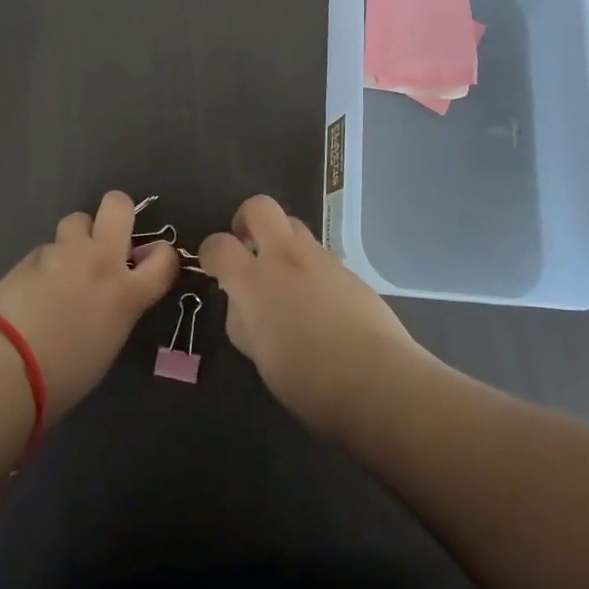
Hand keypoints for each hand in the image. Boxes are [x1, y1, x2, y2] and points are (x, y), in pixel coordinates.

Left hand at [0, 190, 178, 421]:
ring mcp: (64, 254)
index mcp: (128, 293)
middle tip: (108, 237)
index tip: (147, 260)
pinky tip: (33, 287)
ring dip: (77, 237)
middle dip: (117, 212)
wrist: (6, 368)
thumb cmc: (64, 376)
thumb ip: (117, 308)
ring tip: (65, 264)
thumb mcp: (107, 344)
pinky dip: (47, 262)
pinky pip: (48, 248)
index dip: (160, 254)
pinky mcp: (32, 255)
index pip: (164, 257)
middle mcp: (101, 262)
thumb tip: (111, 296)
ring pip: (77, 219)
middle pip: (118, 205)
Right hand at [200, 194, 429, 437]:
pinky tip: (317, 302)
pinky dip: (309, 266)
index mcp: (256, 281)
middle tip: (247, 247)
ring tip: (284, 279)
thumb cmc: (308, 380)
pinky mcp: (349, 270)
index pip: (219, 245)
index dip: (210, 253)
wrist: (378, 381)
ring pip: (294, 226)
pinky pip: (320, 254)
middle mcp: (287, 257)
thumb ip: (244, 321)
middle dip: (246, 220)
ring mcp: (322, 259)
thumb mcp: (260, 357)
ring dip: (281, 241)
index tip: (212, 267)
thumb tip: (242, 303)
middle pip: (260, 207)